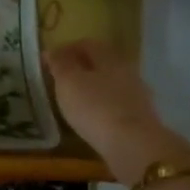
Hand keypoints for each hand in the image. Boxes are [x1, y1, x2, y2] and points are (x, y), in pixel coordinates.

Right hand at [44, 39, 189, 185]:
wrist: (133, 146)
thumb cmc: (95, 107)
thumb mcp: (68, 82)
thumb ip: (60, 64)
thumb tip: (52, 51)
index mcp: (110, 58)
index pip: (88, 44)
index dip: (67, 49)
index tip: (49, 61)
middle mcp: (127, 71)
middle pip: (102, 63)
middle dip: (81, 69)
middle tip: (60, 81)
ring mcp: (137, 96)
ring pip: (110, 85)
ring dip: (93, 89)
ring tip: (73, 102)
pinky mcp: (140, 119)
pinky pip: (116, 106)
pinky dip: (102, 108)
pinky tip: (91, 119)